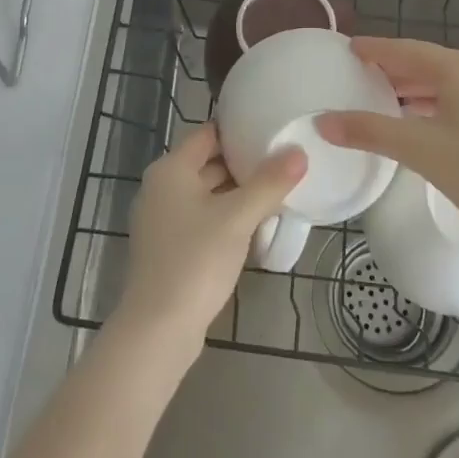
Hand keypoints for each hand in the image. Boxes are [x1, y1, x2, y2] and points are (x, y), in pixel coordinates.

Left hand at [116, 123, 305, 352]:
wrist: (159, 328)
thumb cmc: (195, 260)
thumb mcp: (238, 218)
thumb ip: (269, 183)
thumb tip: (299, 152)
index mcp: (170, 170)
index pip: (207, 134)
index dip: (238, 130)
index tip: (272, 129)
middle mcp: (161, 188)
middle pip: (207, 163)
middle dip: (243, 163)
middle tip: (283, 160)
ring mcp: (162, 220)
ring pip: (206, 193)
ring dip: (237, 193)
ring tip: (277, 190)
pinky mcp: (169, 248)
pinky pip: (202, 219)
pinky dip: (226, 217)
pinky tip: (255, 225)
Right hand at [316, 37, 458, 245]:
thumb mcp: (421, 151)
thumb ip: (370, 131)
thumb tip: (323, 122)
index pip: (406, 50)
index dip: (374, 49)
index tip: (348, 48)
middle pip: (427, 63)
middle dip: (393, 70)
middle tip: (359, 75)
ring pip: (448, 81)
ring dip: (416, 89)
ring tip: (383, 98)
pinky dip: (438, 102)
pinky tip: (422, 118)